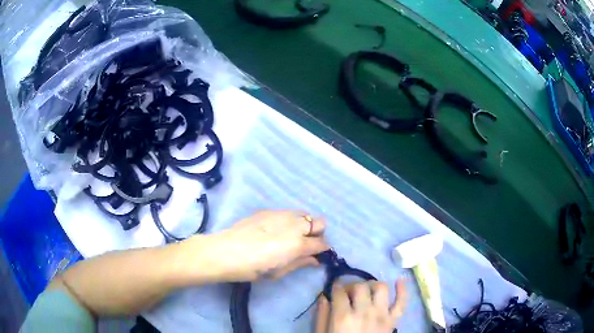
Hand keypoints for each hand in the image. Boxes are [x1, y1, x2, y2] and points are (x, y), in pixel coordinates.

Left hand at [196, 210, 328, 281]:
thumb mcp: (279, 272)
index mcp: (298, 244)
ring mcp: (281, 214)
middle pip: (319, 222)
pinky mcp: (268, 210)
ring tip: (291, 235)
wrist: (225, 252)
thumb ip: (299, 263)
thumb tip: (314, 260)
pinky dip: (289, 220)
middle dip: (317, 233)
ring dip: (304, 224)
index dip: (323, 249)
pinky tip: (275, 230)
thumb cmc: (253, 269)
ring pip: (304, 214)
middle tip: (306, 244)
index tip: (318, 254)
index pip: (322, 243)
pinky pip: (287, 213)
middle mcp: (294, 225)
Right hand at [315, 279, 406, 332]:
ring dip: (373, 286)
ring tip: (367, 291)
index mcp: (343, 317)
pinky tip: (399, 281)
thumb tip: (323, 296)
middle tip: (349, 293)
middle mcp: (364, 312)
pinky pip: (402, 302)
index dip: (336, 286)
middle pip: (361, 286)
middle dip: (353, 285)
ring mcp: (382, 315)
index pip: (340, 292)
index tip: (335, 287)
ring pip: (381, 288)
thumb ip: (322, 316)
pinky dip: (402, 290)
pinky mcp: (393, 321)